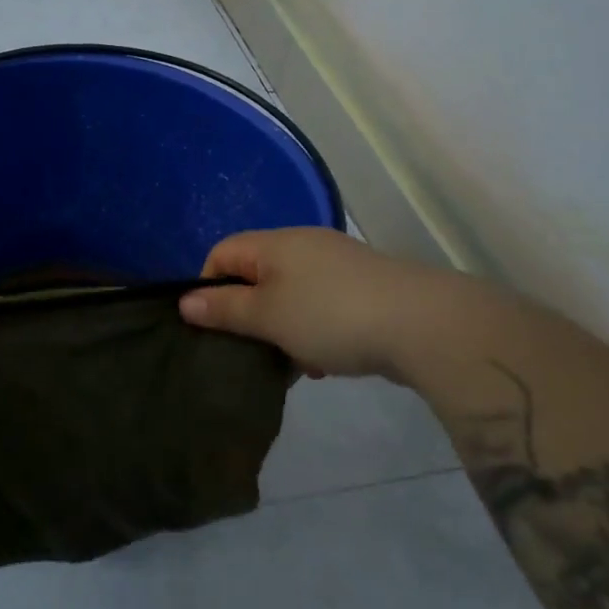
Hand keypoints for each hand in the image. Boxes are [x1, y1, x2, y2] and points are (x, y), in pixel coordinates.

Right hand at [179, 227, 468, 382]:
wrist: (424, 324)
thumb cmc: (330, 315)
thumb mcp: (268, 316)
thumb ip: (225, 309)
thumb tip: (185, 301)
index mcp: (276, 244)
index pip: (222, 252)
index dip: (208, 286)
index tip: (213, 325)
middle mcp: (304, 246)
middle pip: (256, 276)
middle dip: (249, 316)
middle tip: (253, 350)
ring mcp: (337, 266)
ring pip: (290, 297)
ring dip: (283, 330)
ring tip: (295, 364)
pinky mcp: (363, 289)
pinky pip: (321, 307)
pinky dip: (313, 332)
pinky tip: (325, 362)